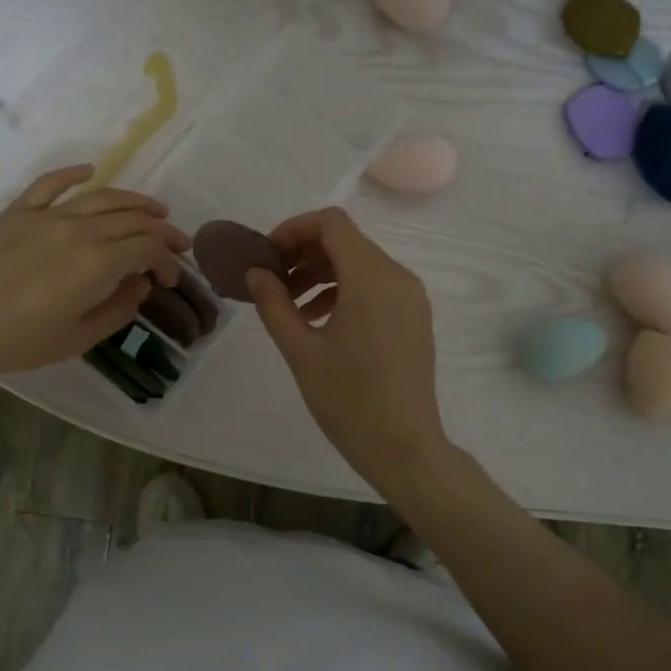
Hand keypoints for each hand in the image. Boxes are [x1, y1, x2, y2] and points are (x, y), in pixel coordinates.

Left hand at [0, 165, 188, 381]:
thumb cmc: (15, 340)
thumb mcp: (76, 339)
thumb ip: (117, 310)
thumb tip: (138, 284)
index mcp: (97, 263)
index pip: (148, 248)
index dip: (167, 261)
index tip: (169, 279)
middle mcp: (79, 229)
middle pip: (133, 218)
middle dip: (162, 230)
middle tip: (177, 243)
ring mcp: (46, 215)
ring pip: (102, 197)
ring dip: (134, 200)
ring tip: (154, 209)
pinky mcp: (17, 212)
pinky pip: (51, 183)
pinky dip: (74, 173)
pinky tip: (90, 170)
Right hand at [246, 207, 449, 488]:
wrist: (404, 447)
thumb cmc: (349, 399)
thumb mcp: (301, 351)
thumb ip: (274, 304)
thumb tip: (257, 273)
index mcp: (371, 278)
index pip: (331, 223)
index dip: (293, 229)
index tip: (267, 256)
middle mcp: (397, 277)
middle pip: (346, 241)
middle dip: (304, 252)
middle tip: (271, 281)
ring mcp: (411, 298)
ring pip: (360, 264)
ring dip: (322, 273)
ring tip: (289, 305)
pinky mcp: (414, 317)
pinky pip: (376, 286)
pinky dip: (344, 290)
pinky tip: (318, 320)